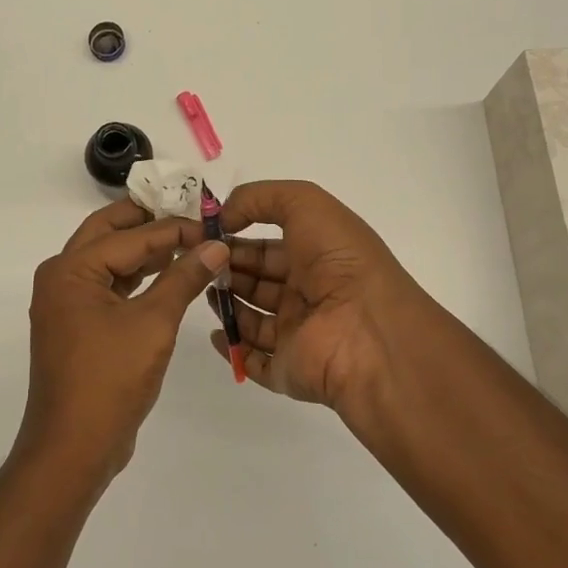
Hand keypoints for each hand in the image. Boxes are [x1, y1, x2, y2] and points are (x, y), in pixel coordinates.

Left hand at [22, 198, 228, 484]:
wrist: (73, 448)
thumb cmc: (110, 379)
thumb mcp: (154, 323)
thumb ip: (184, 278)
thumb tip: (217, 244)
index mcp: (70, 269)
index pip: (130, 236)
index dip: (174, 228)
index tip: (211, 224)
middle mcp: (61, 277)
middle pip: (108, 232)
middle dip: (147, 221)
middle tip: (189, 212)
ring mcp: (66, 302)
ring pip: (107, 259)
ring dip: (143, 249)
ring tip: (186, 241)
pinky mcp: (77, 324)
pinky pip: (107, 286)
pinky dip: (136, 277)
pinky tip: (167, 275)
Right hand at [210, 180, 446, 417]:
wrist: (368, 331)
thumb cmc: (339, 261)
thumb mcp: (305, 203)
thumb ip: (259, 198)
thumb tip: (223, 217)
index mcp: (316, 256)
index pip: (268, 246)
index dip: (237, 237)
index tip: (205, 235)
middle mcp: (308, 294)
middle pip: (256, 281)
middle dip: (226, 269)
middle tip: (198, 262)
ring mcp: (297, 334)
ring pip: (251, 318)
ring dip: (225, 303)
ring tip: (202, 289)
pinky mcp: (287, 369)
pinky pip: (252, 360)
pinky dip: (232, 347)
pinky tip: (215, 332)